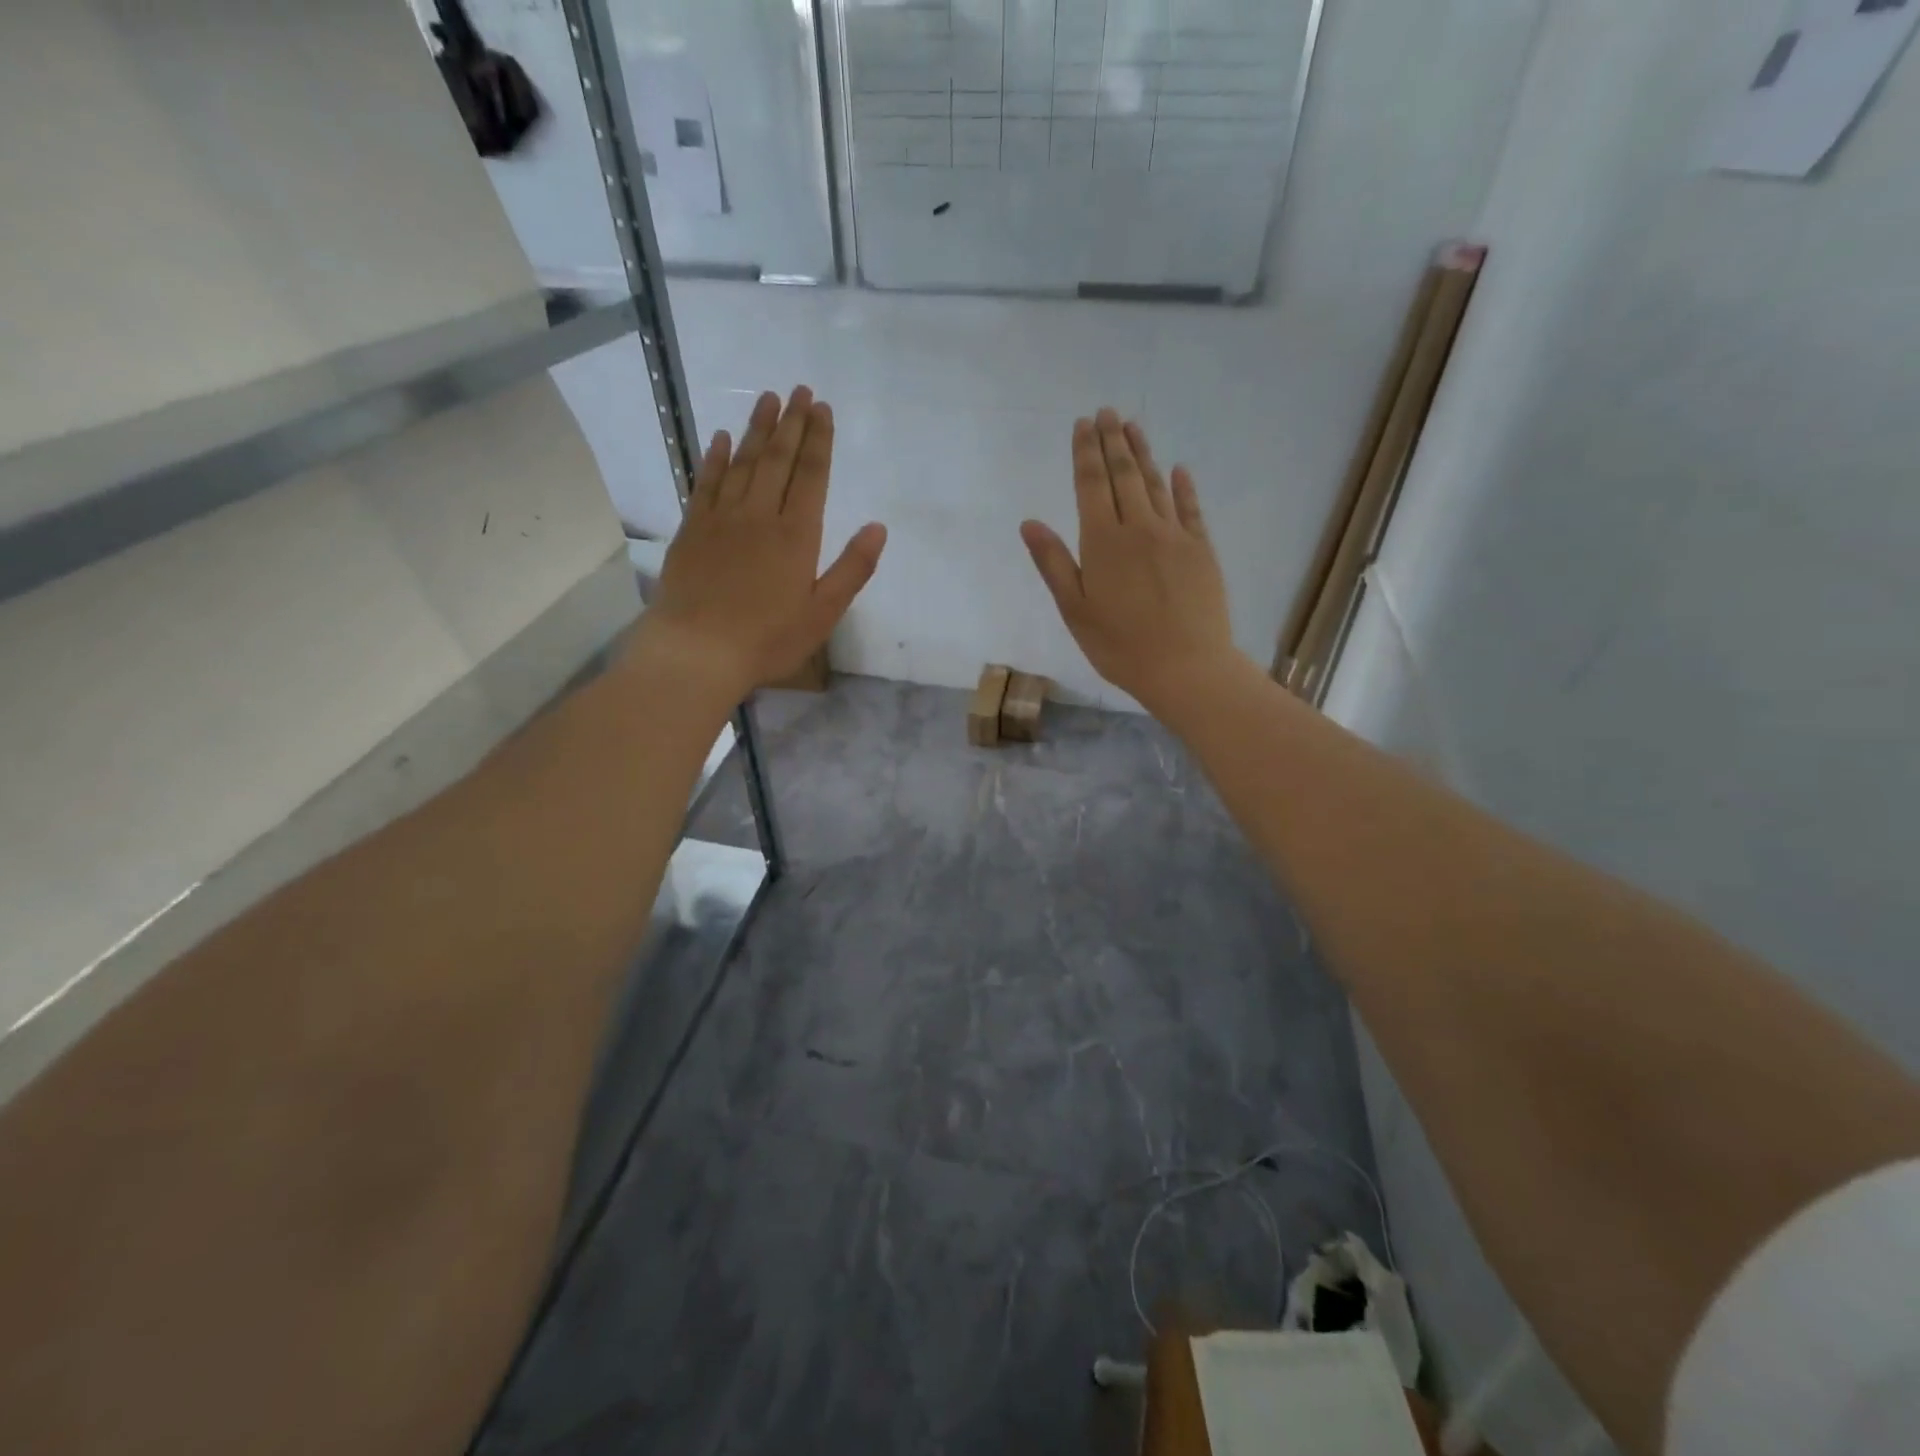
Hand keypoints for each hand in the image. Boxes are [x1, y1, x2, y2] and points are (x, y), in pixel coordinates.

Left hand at [642, 387, 885, 701]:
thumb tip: (878, 527)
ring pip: (742, 463)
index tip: (823, 409)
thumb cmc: (768, 639)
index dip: (819, 441)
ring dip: (756, 429)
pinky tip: (720, 438)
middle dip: (791, 423)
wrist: (696, 651)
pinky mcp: (692, 530)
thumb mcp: (823, 613)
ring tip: (768, 398)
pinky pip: (705, 483)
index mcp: (796, 535)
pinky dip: (714, 458)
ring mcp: (721, 519)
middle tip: (800, 390)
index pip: (812, 476)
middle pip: (778, 460)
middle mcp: (759, 516)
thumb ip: (852, 569)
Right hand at [1021, 409, 1238, 710]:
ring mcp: (1175, 536)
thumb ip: (1054, 563)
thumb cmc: (1120, 646)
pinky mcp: (1202, 550)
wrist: (1186, 667)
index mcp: (1103, 542)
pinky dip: (1182, 486)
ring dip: (1143, 453)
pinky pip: (1191, 508)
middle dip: (1113, 441)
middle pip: (1124, 475)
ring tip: (1133, 426)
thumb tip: (1030, 523)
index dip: (1085, 453)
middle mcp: (1139, 528)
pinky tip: (1178, 470)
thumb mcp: (1075, 610)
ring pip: (1155, 484)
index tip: (1083, 424)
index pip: (1091, 485)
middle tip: (1107, 412)